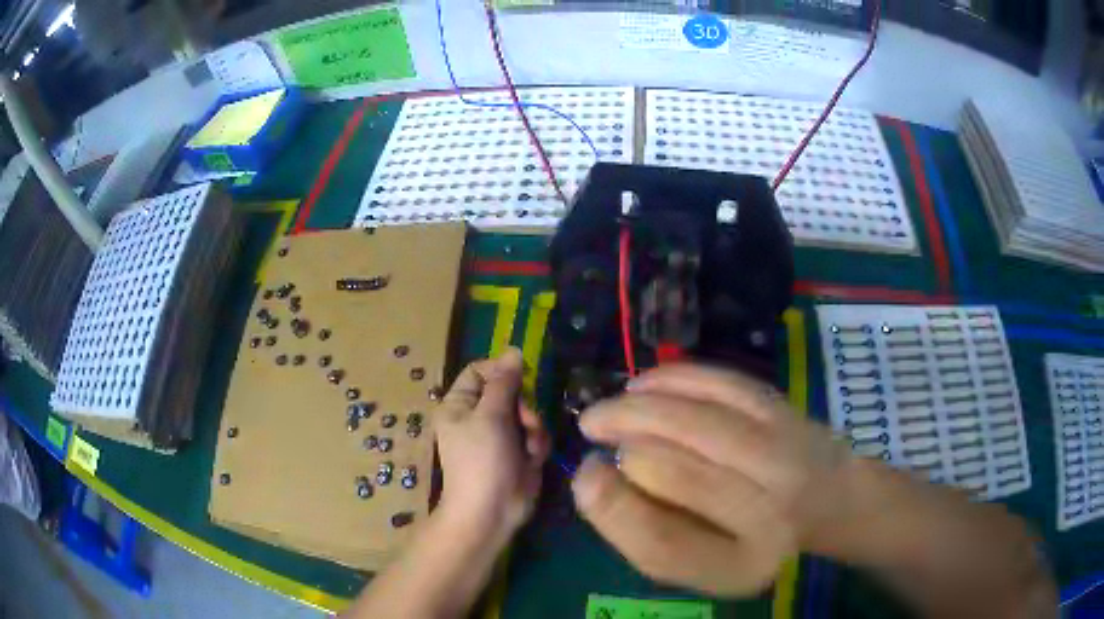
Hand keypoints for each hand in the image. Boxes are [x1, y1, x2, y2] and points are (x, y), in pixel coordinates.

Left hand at [435, 348, 550, 546]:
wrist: (492, 512)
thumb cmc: (482, 461)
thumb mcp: (490, 416)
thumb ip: (504, 382)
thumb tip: (513, 350)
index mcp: (459, 405)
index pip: (479, 371)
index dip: (501, 371)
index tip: (521, 377)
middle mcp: (478, 417)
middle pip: (510, 391)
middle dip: (523, 406)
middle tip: (526, 421)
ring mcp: (500, 436)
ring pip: (527, 413)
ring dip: (533, 429)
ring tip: (529, 448)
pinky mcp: (519, 452)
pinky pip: (535, 435)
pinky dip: (537, 445)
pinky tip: (533, 459)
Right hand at [571, 363, 853, 595]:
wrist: (828, 498)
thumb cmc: (754, 534)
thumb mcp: (702, 562)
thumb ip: (648, 535)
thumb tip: (592, 477)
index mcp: (738, 565)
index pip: (662, 543)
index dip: (612, 506)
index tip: (586, 475)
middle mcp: (768, 515)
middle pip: (678, 473)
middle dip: (623, 445)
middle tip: (593, 433)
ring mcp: (783, 455)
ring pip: (697, 422)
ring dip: (637, 409)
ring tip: (604, 412)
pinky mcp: (784, 410)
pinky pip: (721, 384)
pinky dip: (674, 379)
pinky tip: (642, 385)